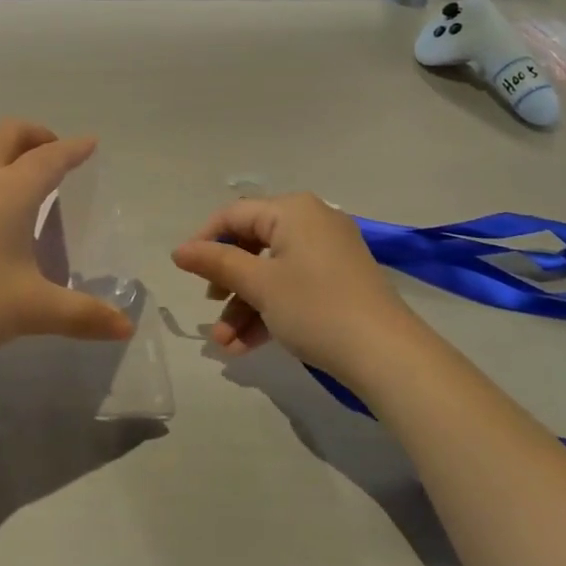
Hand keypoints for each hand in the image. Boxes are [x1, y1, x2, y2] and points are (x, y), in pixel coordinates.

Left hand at [0, 120, 134, 366]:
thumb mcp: (30, 311)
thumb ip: (82, 316)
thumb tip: (126, 328)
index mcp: (9, 190)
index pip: (50, 157)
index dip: (73, 149)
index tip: (89, 143)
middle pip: (8, 134)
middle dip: (35, 135)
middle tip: (53, 153)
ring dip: (1, 150)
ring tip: (14, 177)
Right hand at [171, 194, 426, 384]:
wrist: (386, 354)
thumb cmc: (315, 307)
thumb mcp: (259, 284)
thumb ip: (217, 263)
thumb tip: (179, 250)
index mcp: (293, 211)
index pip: (235, 214)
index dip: (205, 240)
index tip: (184, 270)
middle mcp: (311, 222)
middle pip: (253, 244)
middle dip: (226, 281)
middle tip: (209, 305)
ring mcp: (328, 254)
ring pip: (271, 273)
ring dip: (244, 306)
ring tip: (224, 344)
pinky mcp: (338, 282)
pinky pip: (292, 287)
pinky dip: (269, 311)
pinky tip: (245, 347)